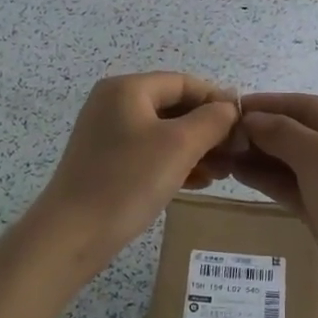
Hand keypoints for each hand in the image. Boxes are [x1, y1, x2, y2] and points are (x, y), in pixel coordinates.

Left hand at [35, 73, 239, 271]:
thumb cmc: (128, 180)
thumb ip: (212, 120)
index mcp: (127, 89)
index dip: (217, 100)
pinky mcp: (106, 162)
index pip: (184, 83)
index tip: (244, 126)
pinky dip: (175, 163)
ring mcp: (107, 134)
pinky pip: (150, 153)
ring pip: (164, 133)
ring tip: (223, 172)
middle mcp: (114, 104)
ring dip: (196, 149)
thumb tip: (230, 108)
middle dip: (208, 129)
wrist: (73, 234)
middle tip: (236, 154)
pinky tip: (199, 183)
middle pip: (174, 106)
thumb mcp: (179, 145)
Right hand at [227, 93, 317, 302]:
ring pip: (294, 161)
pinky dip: (268, 179)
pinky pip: (293, 186)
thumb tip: (250, 118)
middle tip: (220, 135)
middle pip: (300, 132)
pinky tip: (237, 173)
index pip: (308, 106)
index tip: (232, 106)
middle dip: (262, 132)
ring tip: (221, 153)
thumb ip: (281, 132)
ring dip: (260, 156)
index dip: (270, 104)